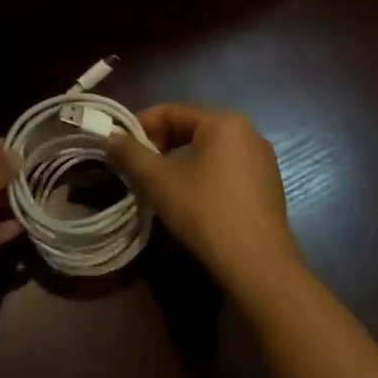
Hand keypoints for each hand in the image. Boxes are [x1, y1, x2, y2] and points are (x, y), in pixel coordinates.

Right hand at [105, 104, 300, 300]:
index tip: (119, 148)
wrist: (258, 266)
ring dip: (179, 161)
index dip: (140, 126)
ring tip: (159, 185)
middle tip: (136, 168)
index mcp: (224, 122)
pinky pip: (227, 169)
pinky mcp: (268, 186)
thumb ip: (130, 154)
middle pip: (191, 128)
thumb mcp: (159, 181)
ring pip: (209, 150)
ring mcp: (263, 160)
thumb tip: (109, 137)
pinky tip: (191, 200)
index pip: (171, 111)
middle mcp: (248, 132)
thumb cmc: (205, 212)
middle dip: (159, 144)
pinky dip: (203, 175)